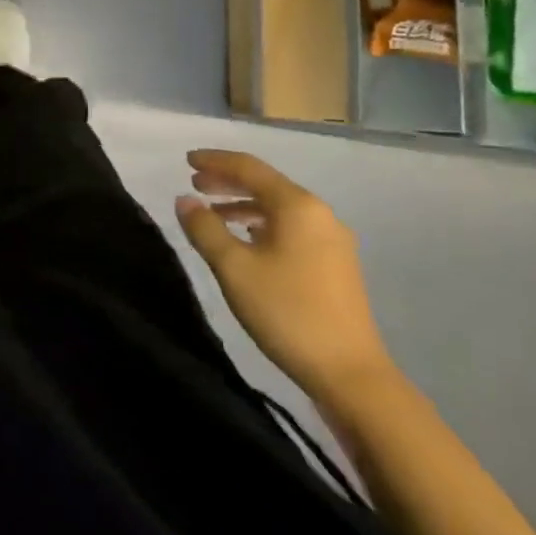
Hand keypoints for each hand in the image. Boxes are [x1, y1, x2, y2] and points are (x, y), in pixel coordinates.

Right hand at [174, 150, 393, 407]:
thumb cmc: (287, 312)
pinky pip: (291, 228)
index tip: (186, 160)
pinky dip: (262, 224)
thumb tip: (185, 199)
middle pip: (266, 185)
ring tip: (213, 213)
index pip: (249, 168)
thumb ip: (205, 228)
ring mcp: (332, 240)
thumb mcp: (234, 268)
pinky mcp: (336, 264)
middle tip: (194, 183)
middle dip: (228, 181)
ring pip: (279, 208)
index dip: (215, 161)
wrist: (350, 374)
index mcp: (297, 206)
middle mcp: (319, 214)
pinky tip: (247, 239)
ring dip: (243, 204)